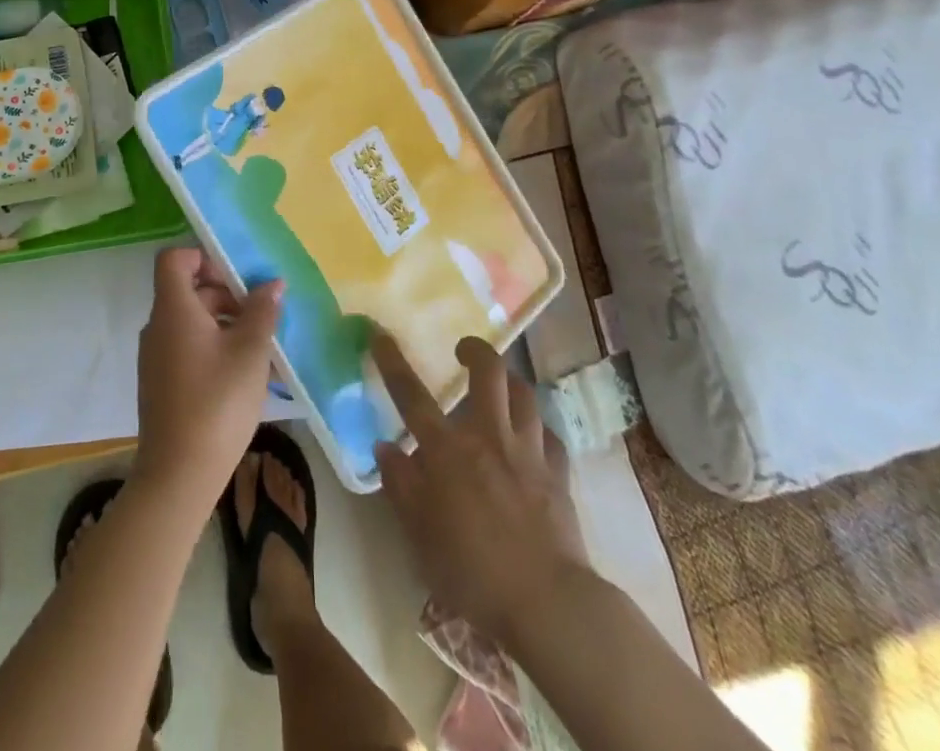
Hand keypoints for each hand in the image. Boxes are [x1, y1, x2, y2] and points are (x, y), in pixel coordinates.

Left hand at [134, 246, 283, 506]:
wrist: (179, 476)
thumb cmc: (217, 403)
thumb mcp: (250, 352)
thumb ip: (262, 311)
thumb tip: (272, 284)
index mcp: (173, 309)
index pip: (174, 259)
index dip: (204, 257)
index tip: (238, 275)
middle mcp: (158, 327)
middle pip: (188, 291)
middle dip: (227, 294)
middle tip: (263, 312)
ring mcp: (157, 358)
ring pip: (192, 322)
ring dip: (227, 324)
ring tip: (264, 346)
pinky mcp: (162, 384)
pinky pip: (189, 349)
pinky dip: (216, 348)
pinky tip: (248, 374)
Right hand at [372, 333, 588, 641]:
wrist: (547, 604)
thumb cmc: (472, 571)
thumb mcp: (419, 535)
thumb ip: (401, 485)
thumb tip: (385, 448)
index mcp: (448, 450)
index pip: (412, 395)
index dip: (392, 361)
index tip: (380, 335)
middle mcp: (488, 436)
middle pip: (488, 371)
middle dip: (475, 350)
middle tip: (463, 352)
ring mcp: (528, 452)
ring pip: (524, 394)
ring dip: (510, 383)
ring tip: (500, 387)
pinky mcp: (559, 474)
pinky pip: (549, 436)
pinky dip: (538, 430)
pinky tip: (533, 439)